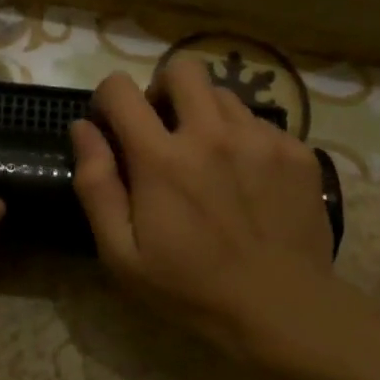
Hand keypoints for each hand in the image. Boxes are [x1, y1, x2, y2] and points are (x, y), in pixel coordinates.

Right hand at [71, 58, 334, 352]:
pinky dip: (243, 140)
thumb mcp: (122, 253)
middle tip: (163, 131)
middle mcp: (212, 133)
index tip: (111, 126)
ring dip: (204, 116)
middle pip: (181, 69)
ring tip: (208, 159)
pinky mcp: (296, 151)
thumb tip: (82, 129)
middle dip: (162, 90)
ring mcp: (260, 139)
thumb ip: (96, 185)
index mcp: (162, 158)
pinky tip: (246, 180)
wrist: (283, 309)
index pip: (121, 89)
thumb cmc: (190, 288)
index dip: (108, 99)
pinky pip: (259, 123)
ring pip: (223, 95)